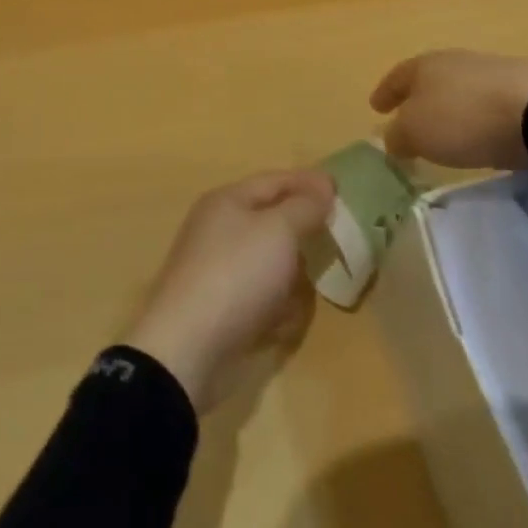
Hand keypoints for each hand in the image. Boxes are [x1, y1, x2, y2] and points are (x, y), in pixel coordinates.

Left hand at [126, 170, 334, 411]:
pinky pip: (259, 298)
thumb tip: (321, 187)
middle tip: (336, 240)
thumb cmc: (236, 274)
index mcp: (228, 201)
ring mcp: (217, 270)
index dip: (307, 182)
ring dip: (292, 275)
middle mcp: (219, 229)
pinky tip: (285, 322)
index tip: (340, 188)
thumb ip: (304, 207)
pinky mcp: (220, 309)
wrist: (187, 347)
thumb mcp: (278, 231)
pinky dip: (276, 307)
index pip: (274, 181)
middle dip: (302, 232)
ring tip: (313, 286)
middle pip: (271, 222)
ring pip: (268, 263)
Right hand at [370, 50, 527, 170]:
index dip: (385, 93)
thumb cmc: (463, 118)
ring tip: (449, 129)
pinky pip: (488, 103)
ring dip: (451, 107)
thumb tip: (392, 138)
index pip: (396, 77)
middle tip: (410, 117)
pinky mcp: (523, 89)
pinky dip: (479, 116)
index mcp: (423, 65)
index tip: (375, 107)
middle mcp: (454, 61)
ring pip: (461, 89)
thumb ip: (398, 135)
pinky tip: (483, 132)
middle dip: (418, 97)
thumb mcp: (417, 132)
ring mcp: (491, 71)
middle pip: (429, 79)